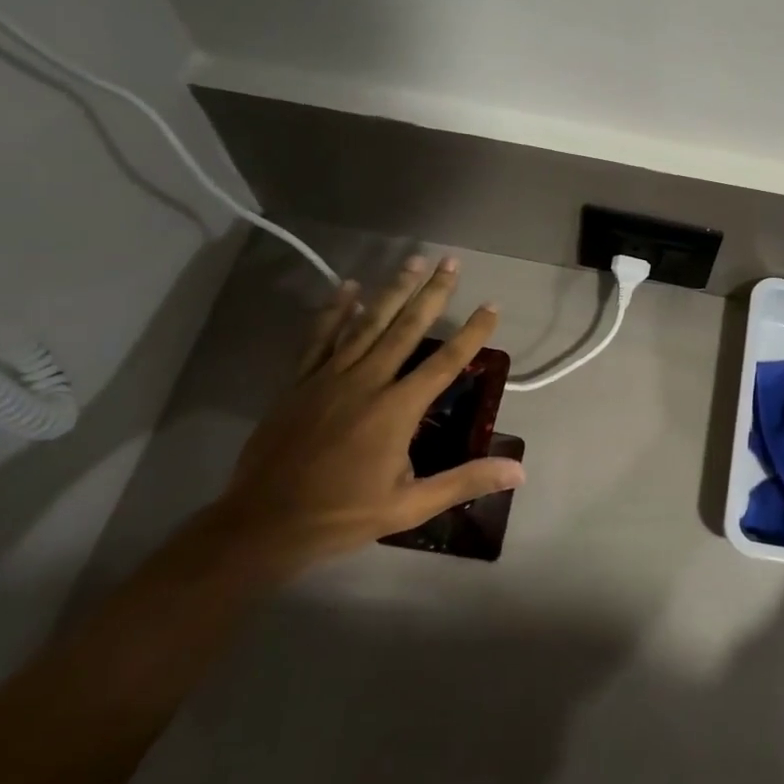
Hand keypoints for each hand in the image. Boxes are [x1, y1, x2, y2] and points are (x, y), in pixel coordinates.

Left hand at [214, 255, 525, 572]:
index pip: (445, 362)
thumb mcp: (411, 505)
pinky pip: (320, 337)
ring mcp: (329, 377)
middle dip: (432, 293)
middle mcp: (366, 382)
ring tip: (413, 260)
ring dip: (392, 290)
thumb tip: (519, 471)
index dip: (473, 332)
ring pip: (367, 323)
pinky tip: (348, 287)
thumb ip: (465, 480)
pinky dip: (335, 310)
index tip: (491, 305)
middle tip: (451, 262)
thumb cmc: (343, 515)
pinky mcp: (299, 382)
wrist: (264, 523)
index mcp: (396, 409)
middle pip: (406, 328)